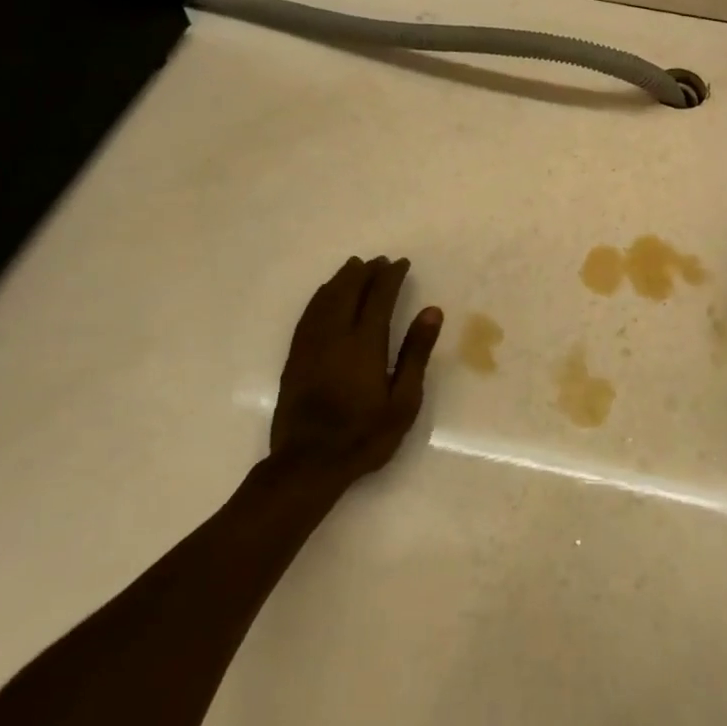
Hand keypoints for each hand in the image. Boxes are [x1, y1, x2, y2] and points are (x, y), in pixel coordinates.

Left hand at [271, 257, 443, 483]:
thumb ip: (415, 353)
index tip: (401, 264)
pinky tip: (326, 295)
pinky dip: (321, 297)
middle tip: (379, 261)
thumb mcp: (403, 400)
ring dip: (341, 279)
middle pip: (349, 291)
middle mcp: (335, 336)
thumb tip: (431, 311)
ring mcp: (310, 345)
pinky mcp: (295, 358)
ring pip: (325, 299)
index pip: (379, 297)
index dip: (391, 277)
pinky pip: (308, 314)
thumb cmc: (364, 435)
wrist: (308, 464)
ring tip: (354, 267)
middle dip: (365, 272)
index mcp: (364, 343)